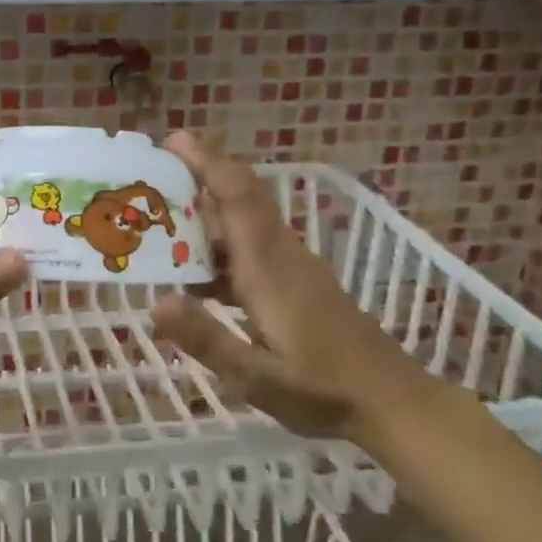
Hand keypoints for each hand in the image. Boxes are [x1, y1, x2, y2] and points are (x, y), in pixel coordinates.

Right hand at [148, 133, 449, 449]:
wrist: (392, 402)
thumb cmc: (324, 391)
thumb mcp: (256, 377)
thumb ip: (206, 339)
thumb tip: (155, 302)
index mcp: (268, 268)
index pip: (237, 197)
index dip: (207, 162)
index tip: (173, 139)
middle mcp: (281, 255)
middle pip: (241, 198)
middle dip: (199, 176)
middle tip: (149, 178)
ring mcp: (293, 268)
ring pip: (246, 222)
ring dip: (207, 213)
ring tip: (159, 223)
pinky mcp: (298, 283)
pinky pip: (253, 247)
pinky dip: (221, 245)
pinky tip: (196, 276)